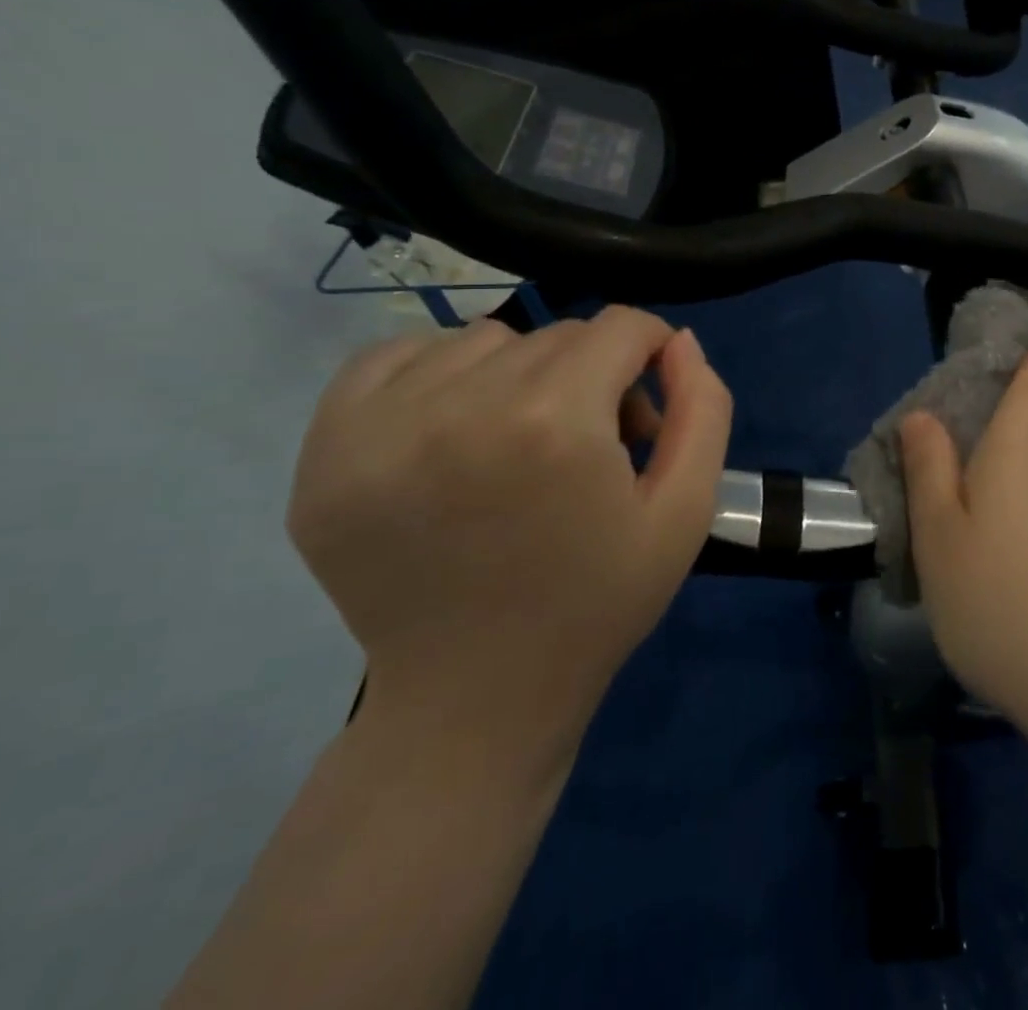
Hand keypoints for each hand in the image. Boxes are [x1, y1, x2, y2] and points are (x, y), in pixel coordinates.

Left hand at [286, 307, 731, 764]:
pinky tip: (455, 428)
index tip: (649, 399)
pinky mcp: (324, 450)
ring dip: (520, 373)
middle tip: (595, 444)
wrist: (475, 700)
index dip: (650, 351)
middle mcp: (460, 407)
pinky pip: (393, 356)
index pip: (619, 327)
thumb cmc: (597, 603)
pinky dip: (438, 374)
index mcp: (555, 423)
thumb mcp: (686, 511)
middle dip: (594, 373)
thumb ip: (704, 410)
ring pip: (482, 340)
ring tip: (524, 441)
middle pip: (556, 336)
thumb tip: (677, 340)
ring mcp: (378, 427)